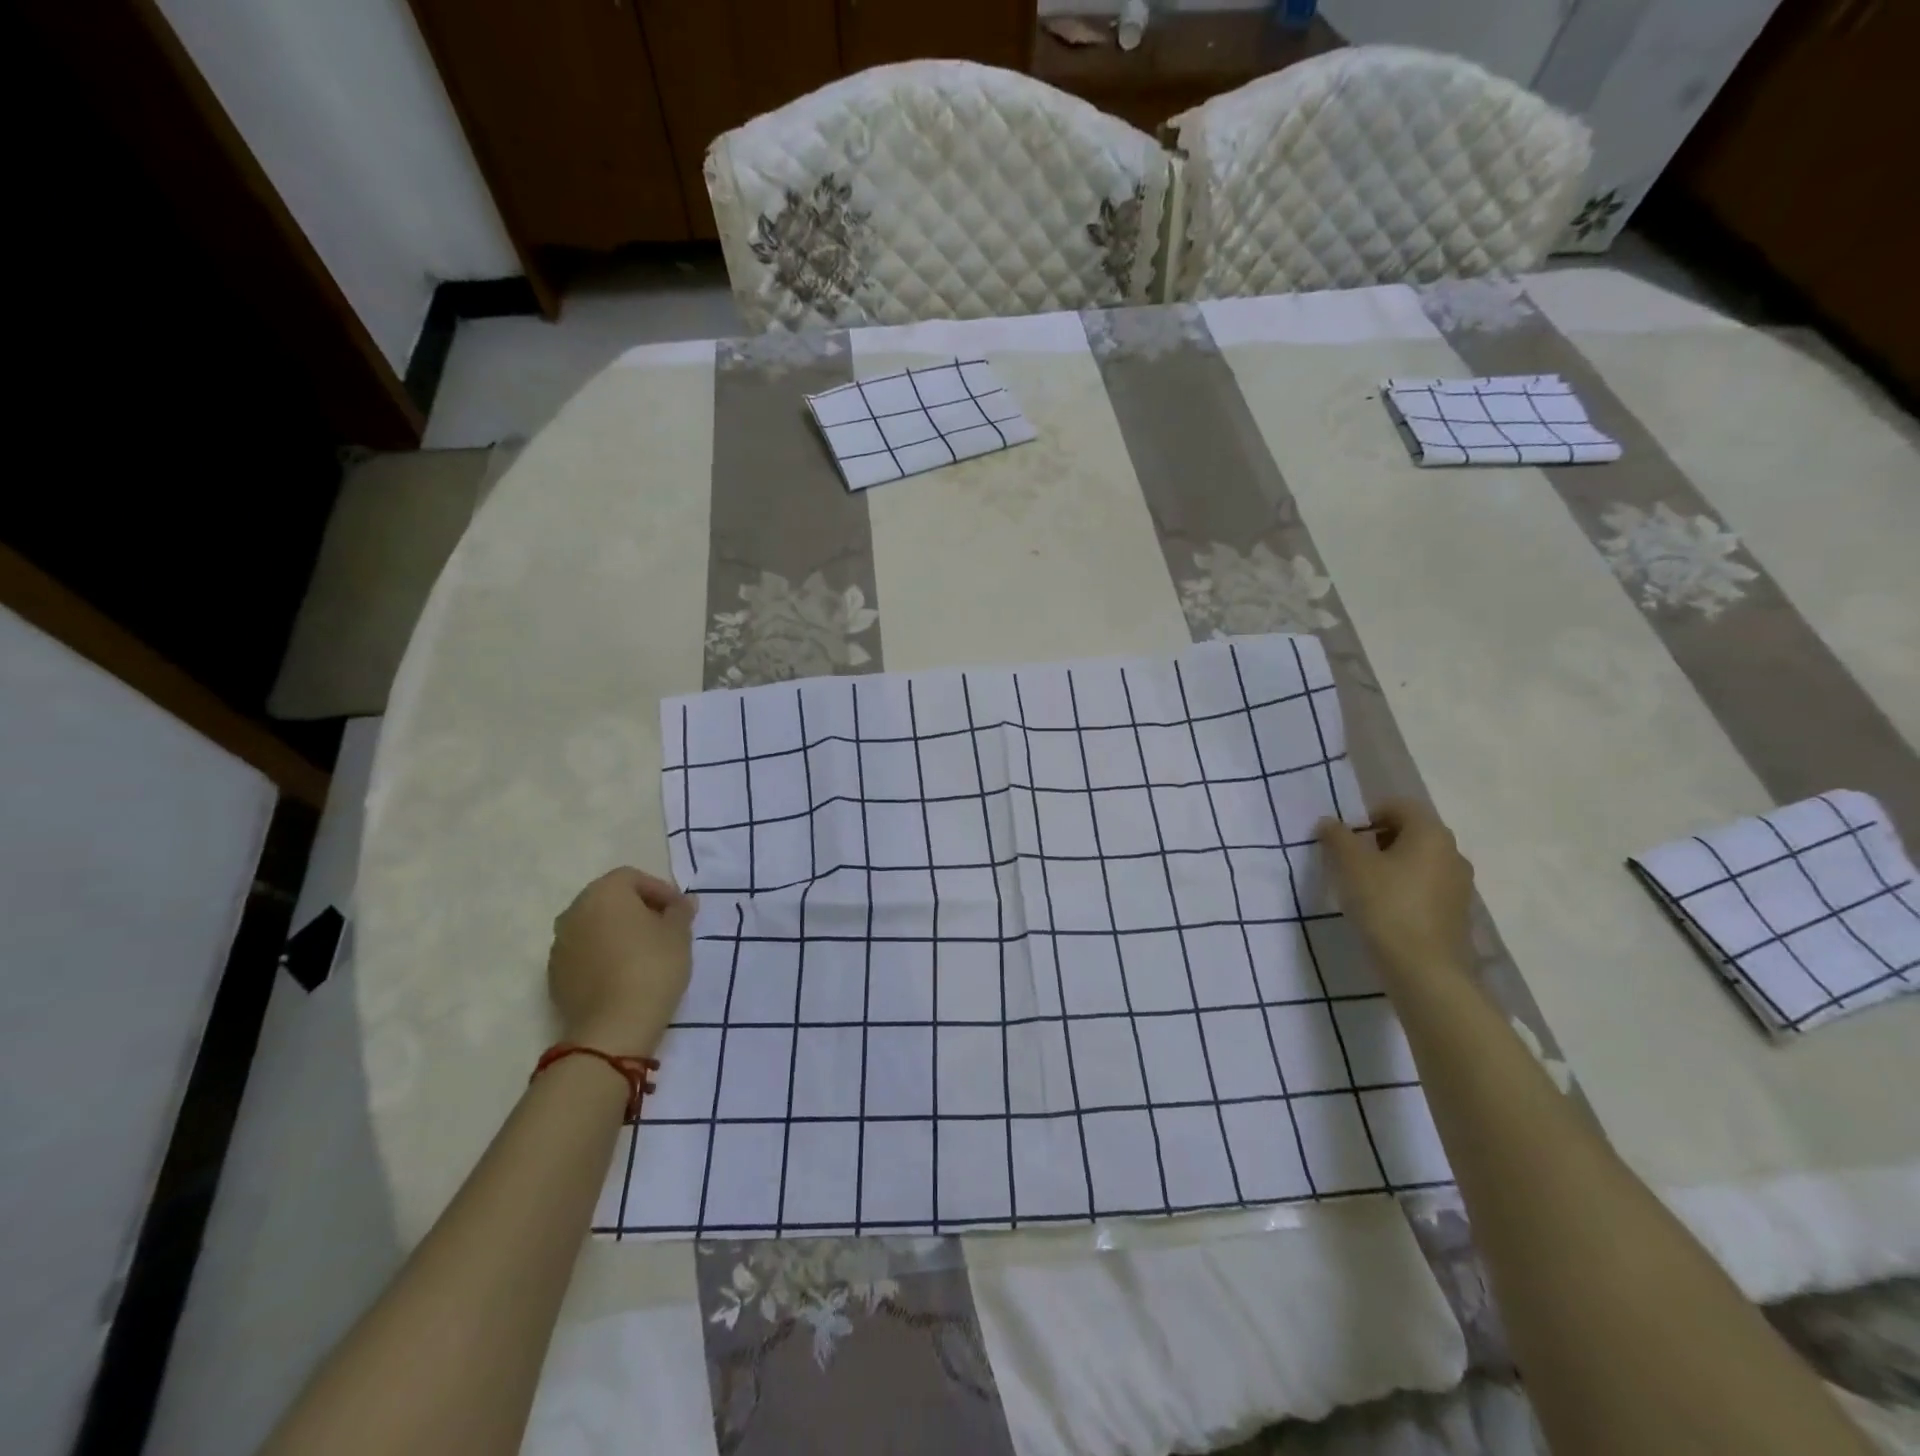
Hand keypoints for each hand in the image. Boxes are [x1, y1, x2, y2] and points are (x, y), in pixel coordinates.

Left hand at [548, 868, 696, 1057]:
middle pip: (609, 900)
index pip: (633, 878)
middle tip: (664, 929)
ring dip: (617, 933)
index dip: (660, 890)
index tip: (679, 912)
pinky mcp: (554, 976)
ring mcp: (559, 945)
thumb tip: (683, 901)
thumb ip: (680, 911)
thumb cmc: (652, 967)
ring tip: (644, 954)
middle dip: (637, 910)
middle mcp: (574, 911)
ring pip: (594, 927)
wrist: (613, 1027)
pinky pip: (584, 954)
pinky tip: (623, 975)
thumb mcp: (679, 934)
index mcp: (604, 893)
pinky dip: (602, 956)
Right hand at [1315, 799, 1474, 981]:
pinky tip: (1383, 911)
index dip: (1367, 815)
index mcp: (1431, 834)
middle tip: (1349, 861)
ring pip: (1418, 862)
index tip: (1344, 838)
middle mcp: (1452, 853)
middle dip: (1376, 841)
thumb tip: (1329, 822)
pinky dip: (1403, 890)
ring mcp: (1459, 886)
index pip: (1399, 806)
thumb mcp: (1350, 865)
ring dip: (1390, 867)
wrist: (1424, 970)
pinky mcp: (1456, 914)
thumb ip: (1336, 837)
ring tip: (1362, 888)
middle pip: (1410, 833)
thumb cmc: (1385, 905)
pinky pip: (1425, 888)